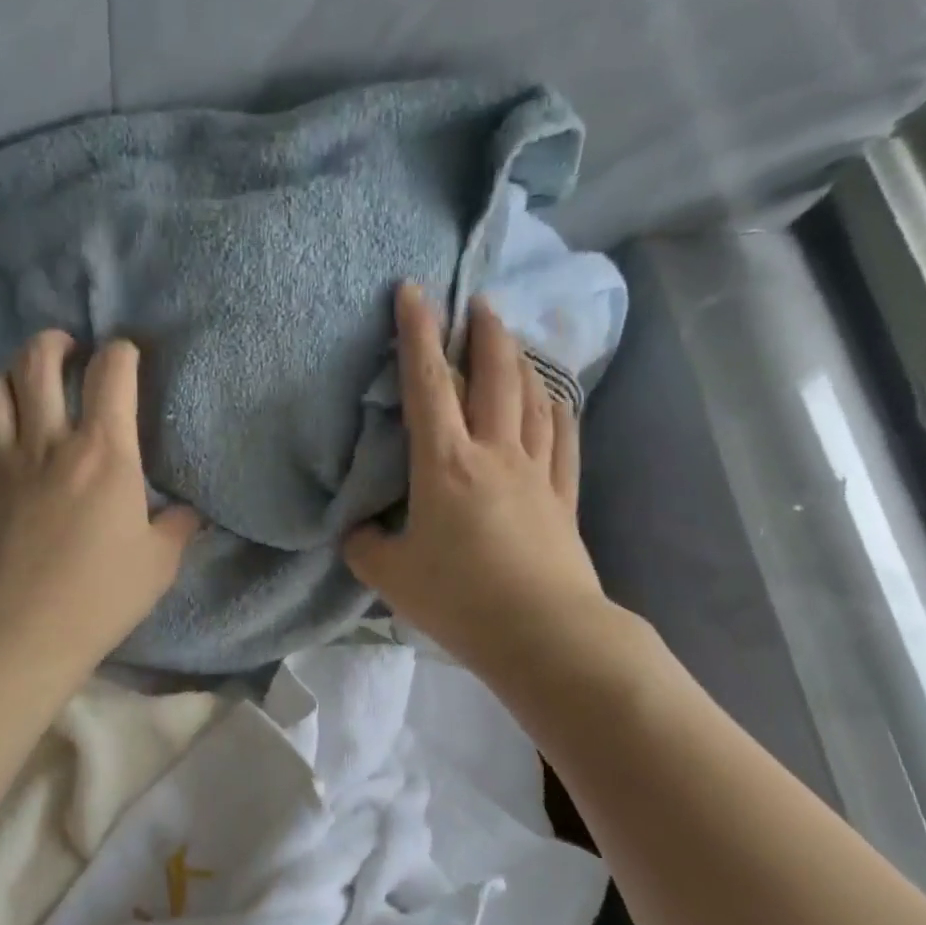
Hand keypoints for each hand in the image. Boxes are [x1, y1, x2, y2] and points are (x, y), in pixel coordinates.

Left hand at [0, 329, 199, 680]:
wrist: (17, 632)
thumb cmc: (98, 597)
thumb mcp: (158, 565)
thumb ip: (175, 529)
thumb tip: (187, 513)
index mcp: (103, 452)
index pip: (112, 373)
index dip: (121, 353)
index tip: (126, 357)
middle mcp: (47, 441)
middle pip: (37, 359)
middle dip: (54, 343)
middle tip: (66, 353)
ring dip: (8, 379)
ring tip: (23, 393)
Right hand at [345, 284, 609, 679]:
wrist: (542, 633)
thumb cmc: (459, 599)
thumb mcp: (390, 576)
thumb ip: (366, 546)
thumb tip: (361, 530)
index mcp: (445, 464)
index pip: (428, 384)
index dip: (417, 333)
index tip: (414, 291)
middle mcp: (494, 453)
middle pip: (494, 375)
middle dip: (482, 332)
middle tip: (477, 303)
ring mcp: (536, 473)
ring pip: (533, 399)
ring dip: (521, 361)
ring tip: (512, 340)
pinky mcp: (562, 498)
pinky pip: (563, 440)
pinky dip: (557, 410)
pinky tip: (554, 399)